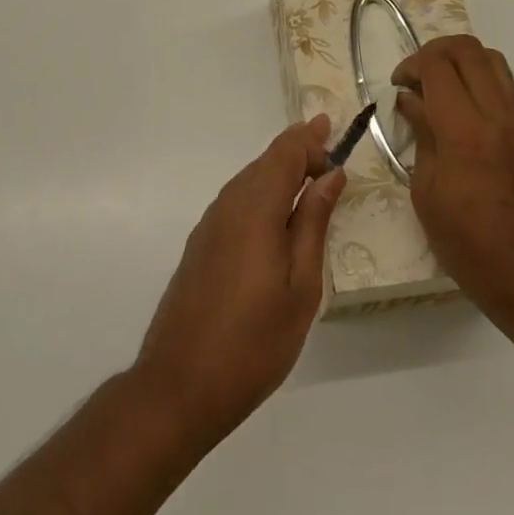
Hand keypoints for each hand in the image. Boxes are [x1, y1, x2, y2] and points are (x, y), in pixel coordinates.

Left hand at [135, 117, 344, 444]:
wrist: (180, 385)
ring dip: (279, 172)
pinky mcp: (201, 246)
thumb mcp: (301, 286)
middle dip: (296, 151)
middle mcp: (228, 206)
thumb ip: (313, 223)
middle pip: (265, 162)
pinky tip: (277, 216)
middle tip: (328, 148)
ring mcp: (209, 226)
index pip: (284, 154)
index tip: (333, 129)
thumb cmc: (254, 341)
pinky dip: (261, 193)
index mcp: (255, 209)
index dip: (309, 138)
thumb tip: (330, 176)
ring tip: (309, 176)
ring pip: (249, 181)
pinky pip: (236, 202)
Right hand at [392, 36, 513, 328]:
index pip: (438, 66)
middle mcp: (497, 117)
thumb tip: (411, 101)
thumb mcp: (427, 194)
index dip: (412, 64)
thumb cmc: (470, 247)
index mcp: (465, 132)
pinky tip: (462, 119)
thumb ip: (421, 137)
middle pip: (469, 50)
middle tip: (416, 77)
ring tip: (440, 88)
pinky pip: (505, 91)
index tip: (399, 85)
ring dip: (462, 62)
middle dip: (435, 51)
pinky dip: (479, 86)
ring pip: (494, 62)